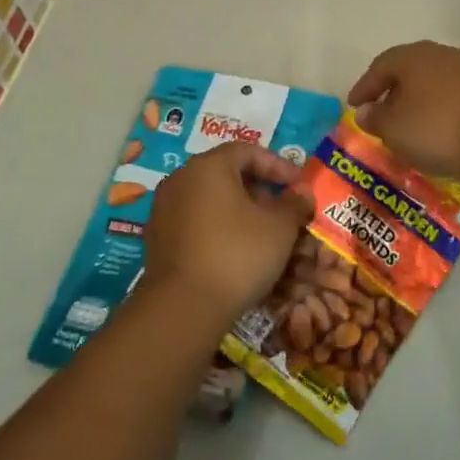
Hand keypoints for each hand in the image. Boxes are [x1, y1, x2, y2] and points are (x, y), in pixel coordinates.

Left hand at [144, 142, 312, 323]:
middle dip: (259, 188)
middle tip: (283, 208)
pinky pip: (195, 221)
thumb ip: (294, 204)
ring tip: (263, 231)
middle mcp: (180, 179)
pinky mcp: (157, 239)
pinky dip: (218, 227)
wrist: (183, 308)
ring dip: (238, 209)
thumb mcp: (279, 228)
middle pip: (226, 173)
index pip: (247, 151)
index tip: (298, 184)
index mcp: (208, 166)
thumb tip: (303, 193)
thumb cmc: (237, 254)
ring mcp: (164, 210)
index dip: (278, 165)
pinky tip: (236, 250)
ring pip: (209, 199)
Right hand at [346, 41, 459, 178]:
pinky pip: (451, 93)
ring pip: (431, 80)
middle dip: (391, 89)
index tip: (353, 105)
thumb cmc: (437, 128)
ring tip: (408, 120)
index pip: (379, 66)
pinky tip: (436, 125)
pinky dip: (438, 106)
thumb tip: (365, 111)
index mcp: (411, 57)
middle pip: (407, 68)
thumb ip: (375, 118)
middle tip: (379, 109)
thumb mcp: (394, 129)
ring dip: (416, 98)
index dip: (364, 86)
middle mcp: (438, 53)